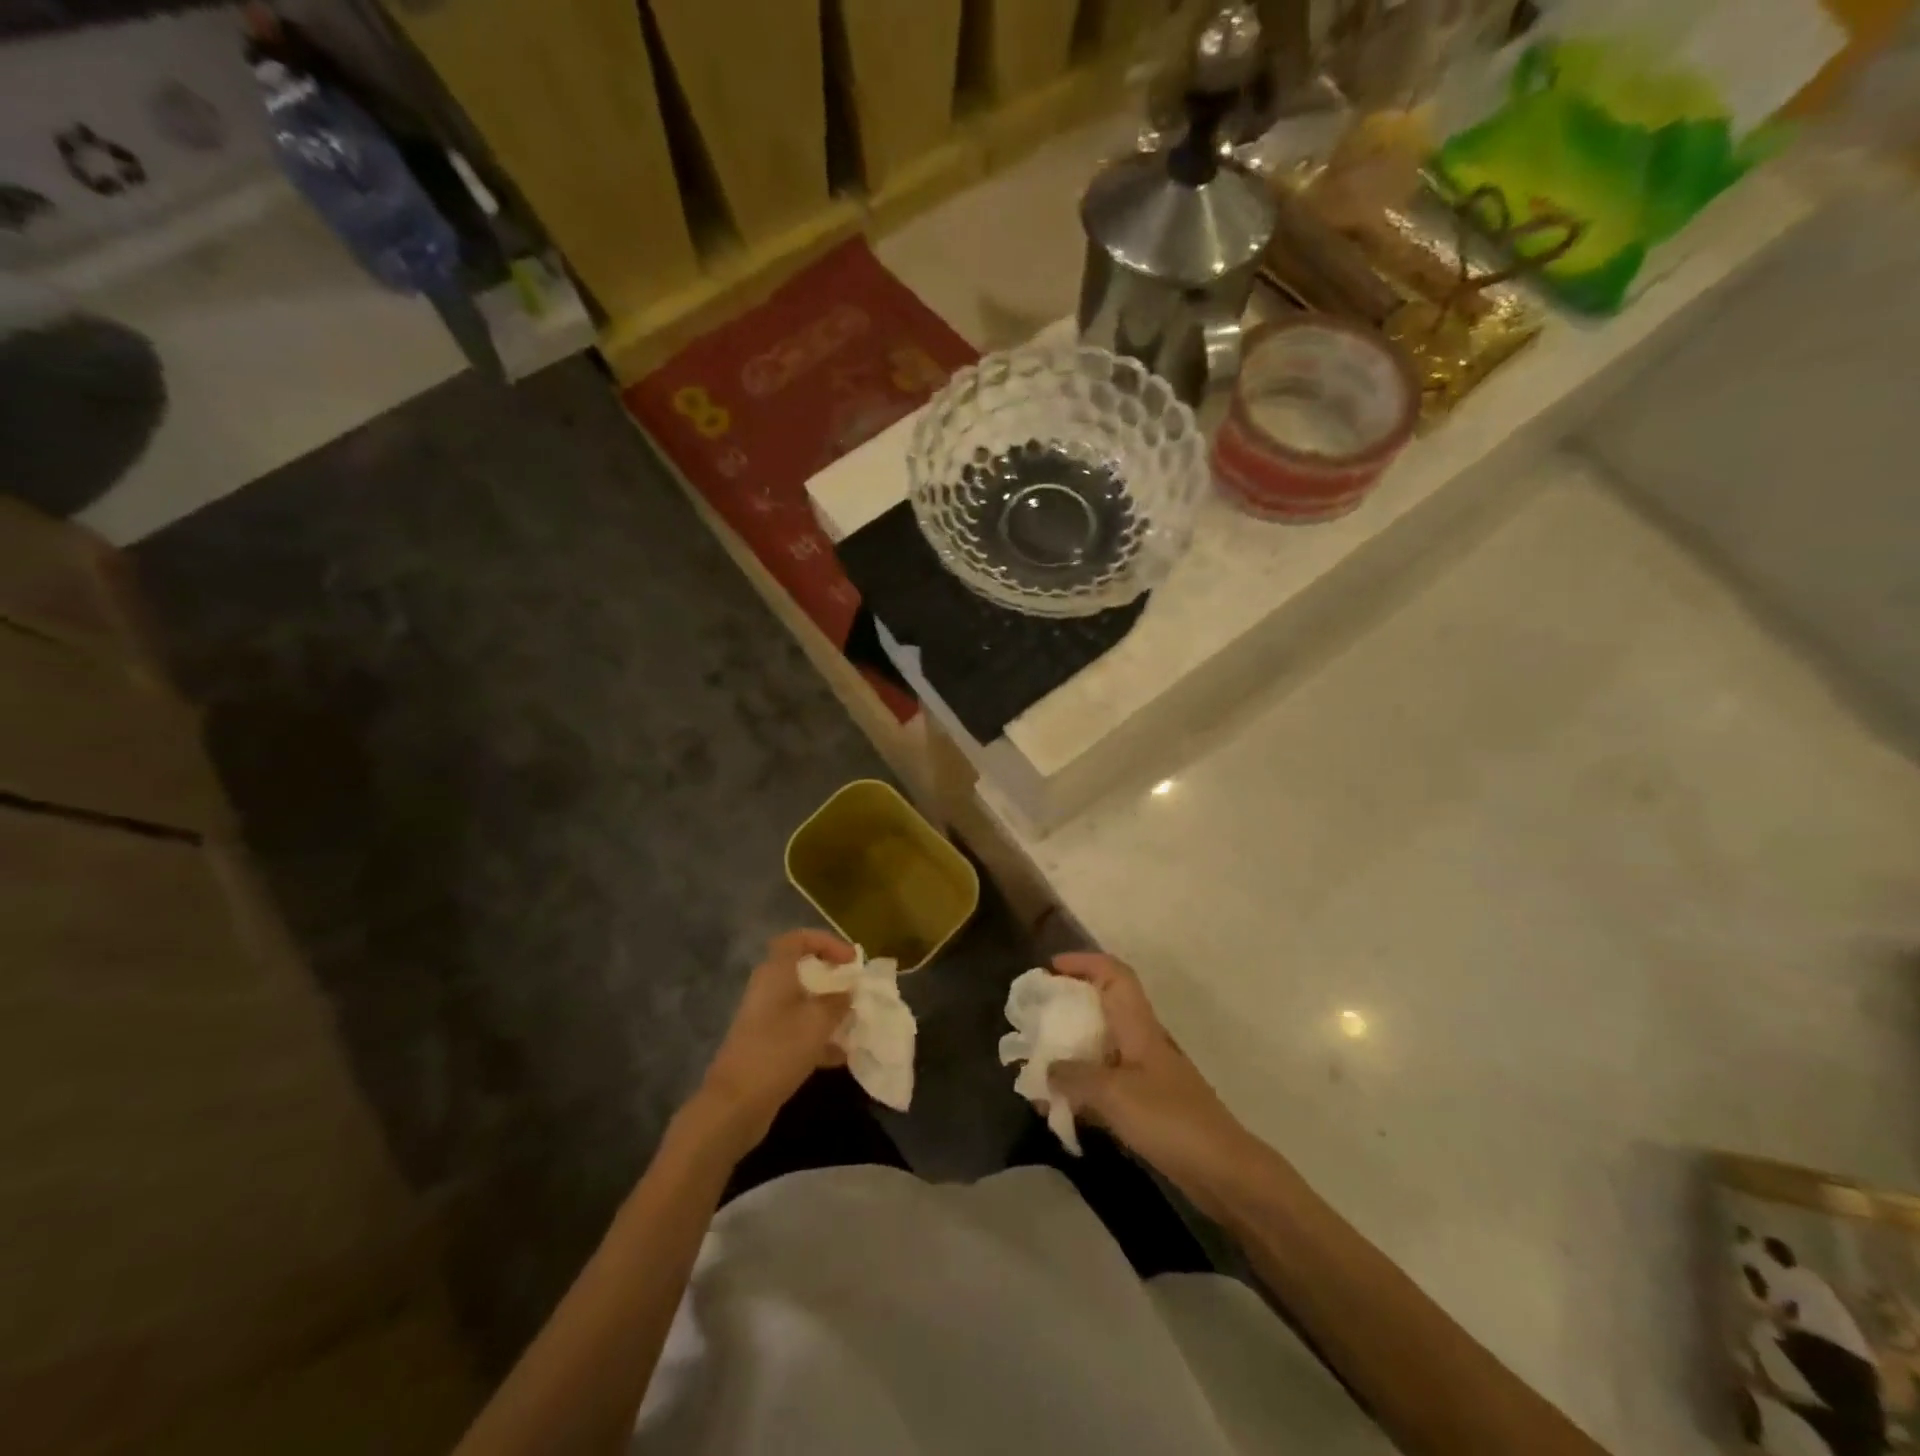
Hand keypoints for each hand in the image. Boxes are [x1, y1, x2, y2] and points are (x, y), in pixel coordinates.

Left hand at [692, 930, 854, 1158]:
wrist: (735, 1104)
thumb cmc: (779, 1049)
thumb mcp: (818, 1021)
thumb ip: (838, 1002)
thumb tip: (848, 993)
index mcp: (776, 972)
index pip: (798, 939)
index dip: (827, 942)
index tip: (851, 960)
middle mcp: (767, 990)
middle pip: (800, 970)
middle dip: (830, 978)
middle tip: (854, 988)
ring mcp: (764, 1019)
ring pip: (801, 1003)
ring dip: (827, 1010)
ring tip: (854, 1022)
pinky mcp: (765, 1046)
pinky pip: (797, 1031)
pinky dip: (818, 1038)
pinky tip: (841, 1056)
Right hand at [1048, 952, 1251, 1210]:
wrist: (1223, 1171)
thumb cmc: (1169, 1119)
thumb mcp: (1113, 1094)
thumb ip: (1074, 1077)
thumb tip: (1047, 1069)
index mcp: (1138, 1025)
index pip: (1113, 974)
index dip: (1082, 962)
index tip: (1049, 968)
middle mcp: (1141, 1041)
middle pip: (1103, 1007)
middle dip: (1067, 1007)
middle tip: (1034, 1018)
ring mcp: (1145, 1073)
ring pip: (1101, 1047)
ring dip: (1071, 1052)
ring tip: (1037, 1066)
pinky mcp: (1146, 1104)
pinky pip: (1105, 1083)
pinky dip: (1081, 1089)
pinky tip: (1060, 1108)